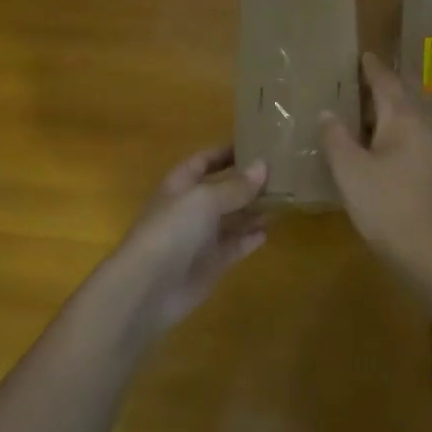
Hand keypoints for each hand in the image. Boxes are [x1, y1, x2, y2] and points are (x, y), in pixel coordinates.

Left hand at [101, 146, 268, 335]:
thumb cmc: (172, 231)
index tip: (256, 144)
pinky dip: (250, 239)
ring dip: (253, 210)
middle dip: (247, 182)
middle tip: (282, 173)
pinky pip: (235, 246)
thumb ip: (235, 186)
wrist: (148, 287)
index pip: (205, 161)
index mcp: (181, 184)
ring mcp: (200, 238)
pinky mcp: (210, 265)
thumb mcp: (205, 200)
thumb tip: (263, 166)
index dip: (226, 152)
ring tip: (284, 199)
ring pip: (232, 219)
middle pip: (222, 190)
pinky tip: (268, 231)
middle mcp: (190, 208)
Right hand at [320, 52, 431, 268]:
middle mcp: (426, 128)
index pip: (387, 84)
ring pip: (412, 123)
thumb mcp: (350, 170)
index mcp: (405, 120)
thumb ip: (336, 138)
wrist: (430, 251)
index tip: (365, 55)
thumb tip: (328, 113)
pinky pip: (417, 143)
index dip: (373, 69)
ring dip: (393, 115)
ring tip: (371, 116)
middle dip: (385, 90)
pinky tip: (386, 152)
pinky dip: (399, 138)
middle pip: (404, 100)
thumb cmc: (385, 204)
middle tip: (365, 82)